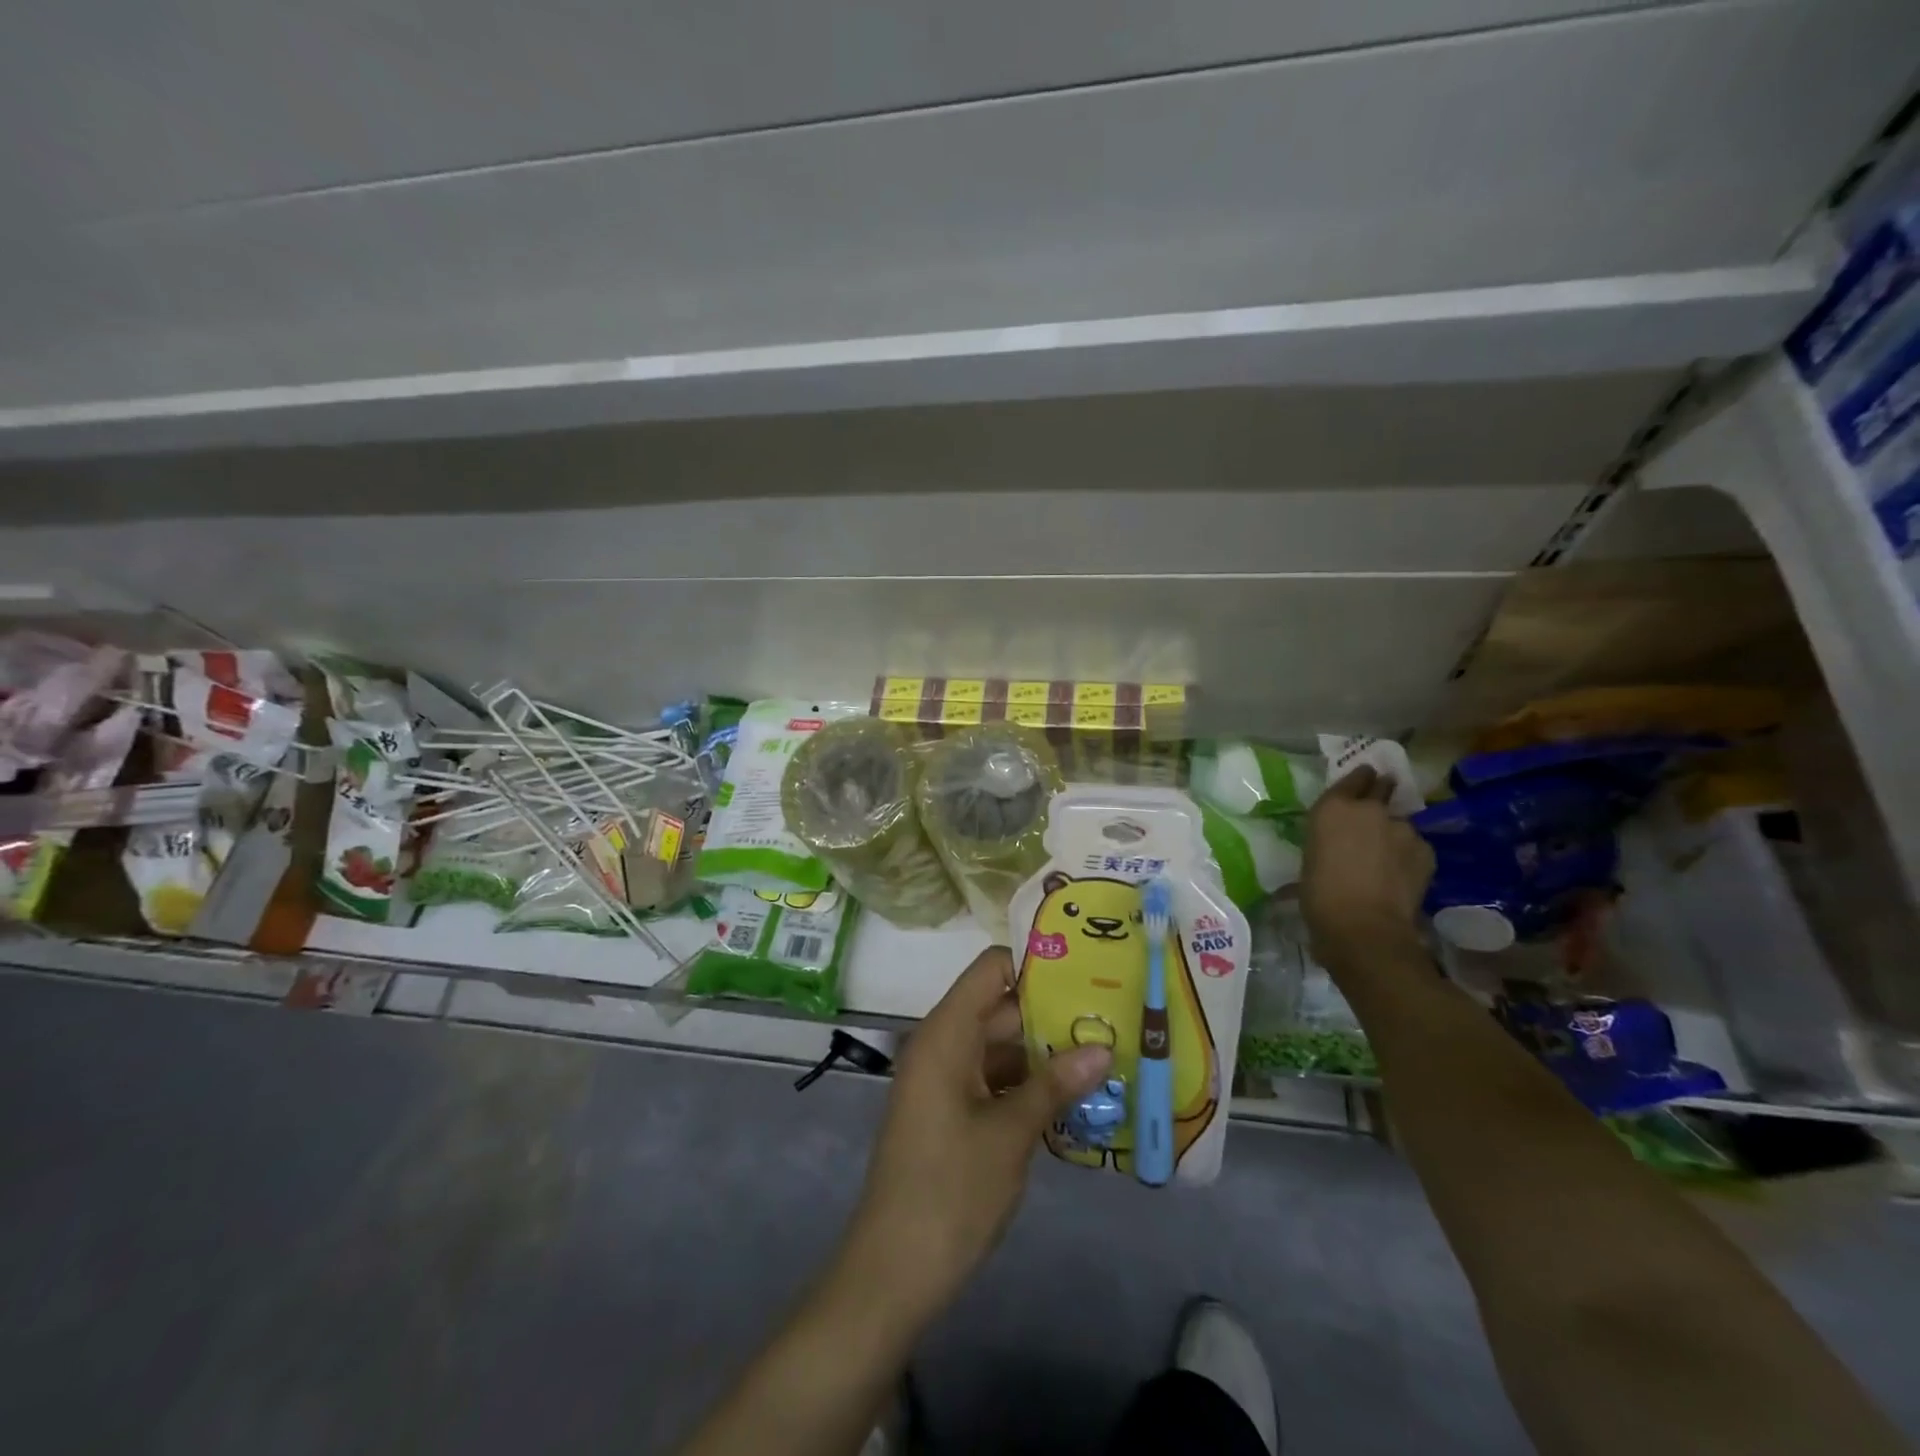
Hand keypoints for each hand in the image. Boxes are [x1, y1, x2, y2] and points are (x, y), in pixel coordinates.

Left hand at [836, 947, 1110, 1328]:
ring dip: (1045, 1052)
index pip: (991, 970)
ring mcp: (945, 1080)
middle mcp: (943, 1045)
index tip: (1087, 970)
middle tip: (1112, 1016)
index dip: (1035, 964)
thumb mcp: (1011, 1134)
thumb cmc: (951, 1190)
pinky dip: (1028, 1083)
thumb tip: (1102, 1048)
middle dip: (1053, 1013)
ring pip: (1000, 1046)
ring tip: (1106, 1053)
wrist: (893, 1271)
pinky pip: (992, 1078)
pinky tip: (1074, 1097)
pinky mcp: (950, 1112)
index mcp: (946, 1033)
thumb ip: (1055, 1084)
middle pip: (1000, 1007)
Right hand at [1300, 765, 1434, 966]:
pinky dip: (1408, 856)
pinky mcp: (1426, 850)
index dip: (1359, 779)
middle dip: (1381, 791)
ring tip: (1387, 859)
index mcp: (1332, 808)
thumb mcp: (1312, 858)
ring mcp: (1402, 828)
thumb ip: (1329, 840)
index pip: (1353, 778)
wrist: (1364, 927)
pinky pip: (1415, 847)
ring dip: (1393, 834)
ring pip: (1399, 824)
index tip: (1363, 781)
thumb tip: (1340, 845)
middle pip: (1382, 787)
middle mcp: (1369, 809)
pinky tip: (1400, 876)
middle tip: (1377, 808)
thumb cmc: (1320, 896)